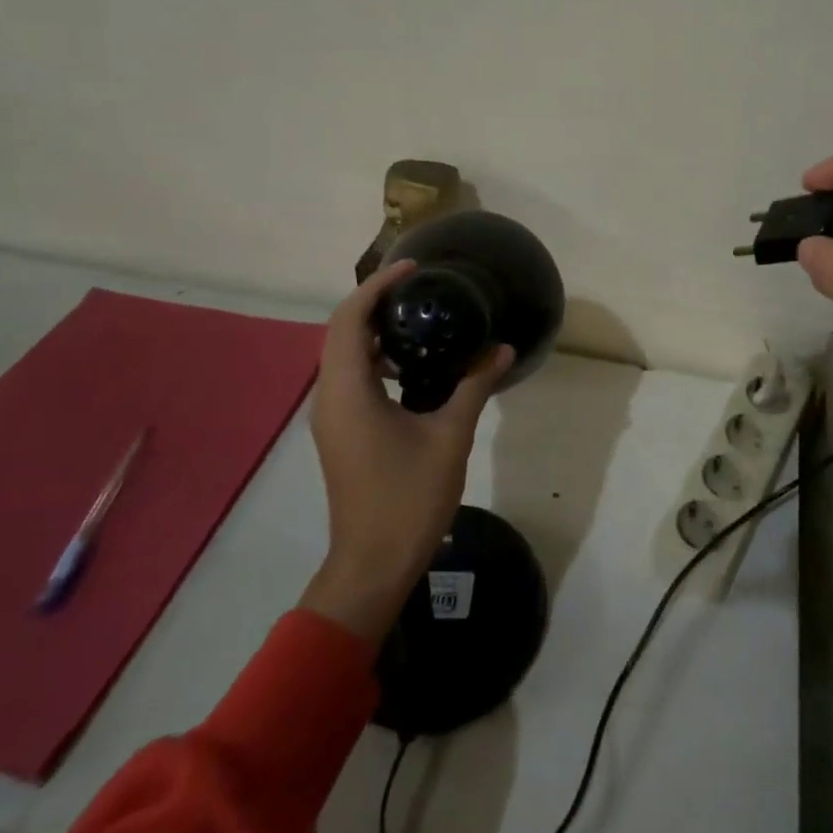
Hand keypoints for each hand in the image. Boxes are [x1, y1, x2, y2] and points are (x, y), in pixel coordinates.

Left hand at [301, 260, 512, 642]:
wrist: (373, 564)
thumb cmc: (408, 499)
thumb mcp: (450, 437)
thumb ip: (474, 386)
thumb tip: (502, 350)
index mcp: (348, 392)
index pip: (350, 320)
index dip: (378, 287)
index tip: (414, 269)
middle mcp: (330, 397)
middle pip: (342, 332)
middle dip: (377, 302)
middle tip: (421, 288)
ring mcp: (332, 416)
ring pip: (344, 355)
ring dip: (375, 331)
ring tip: (420, 319)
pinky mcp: (340, 431)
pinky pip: (351, 378)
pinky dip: (376, 360)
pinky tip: (414, 367)